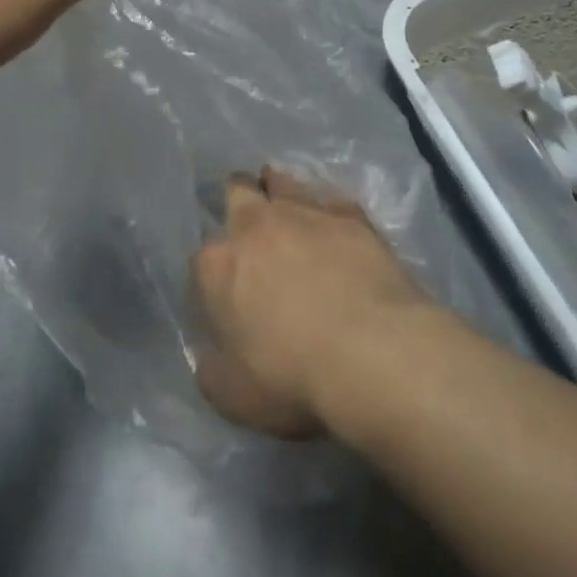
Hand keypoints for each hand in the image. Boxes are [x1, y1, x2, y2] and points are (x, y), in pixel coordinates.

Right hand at [192, 168, 428, 438]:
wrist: (374, 353)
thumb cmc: (291, 377)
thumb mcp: (230, 394)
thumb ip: (211, 368)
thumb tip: (211, 356)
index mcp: (216, 264)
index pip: (202, 256)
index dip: (212, 271)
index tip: (223, 287)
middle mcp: (255, 226)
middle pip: (237, 192)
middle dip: (238, 198)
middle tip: (249, 220)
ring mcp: (306, 214)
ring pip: (284, 182)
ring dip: (280, 189)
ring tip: (287, 203)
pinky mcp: (352, 217)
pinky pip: (332, 200)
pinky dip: (328, 209)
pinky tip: (336, 222)